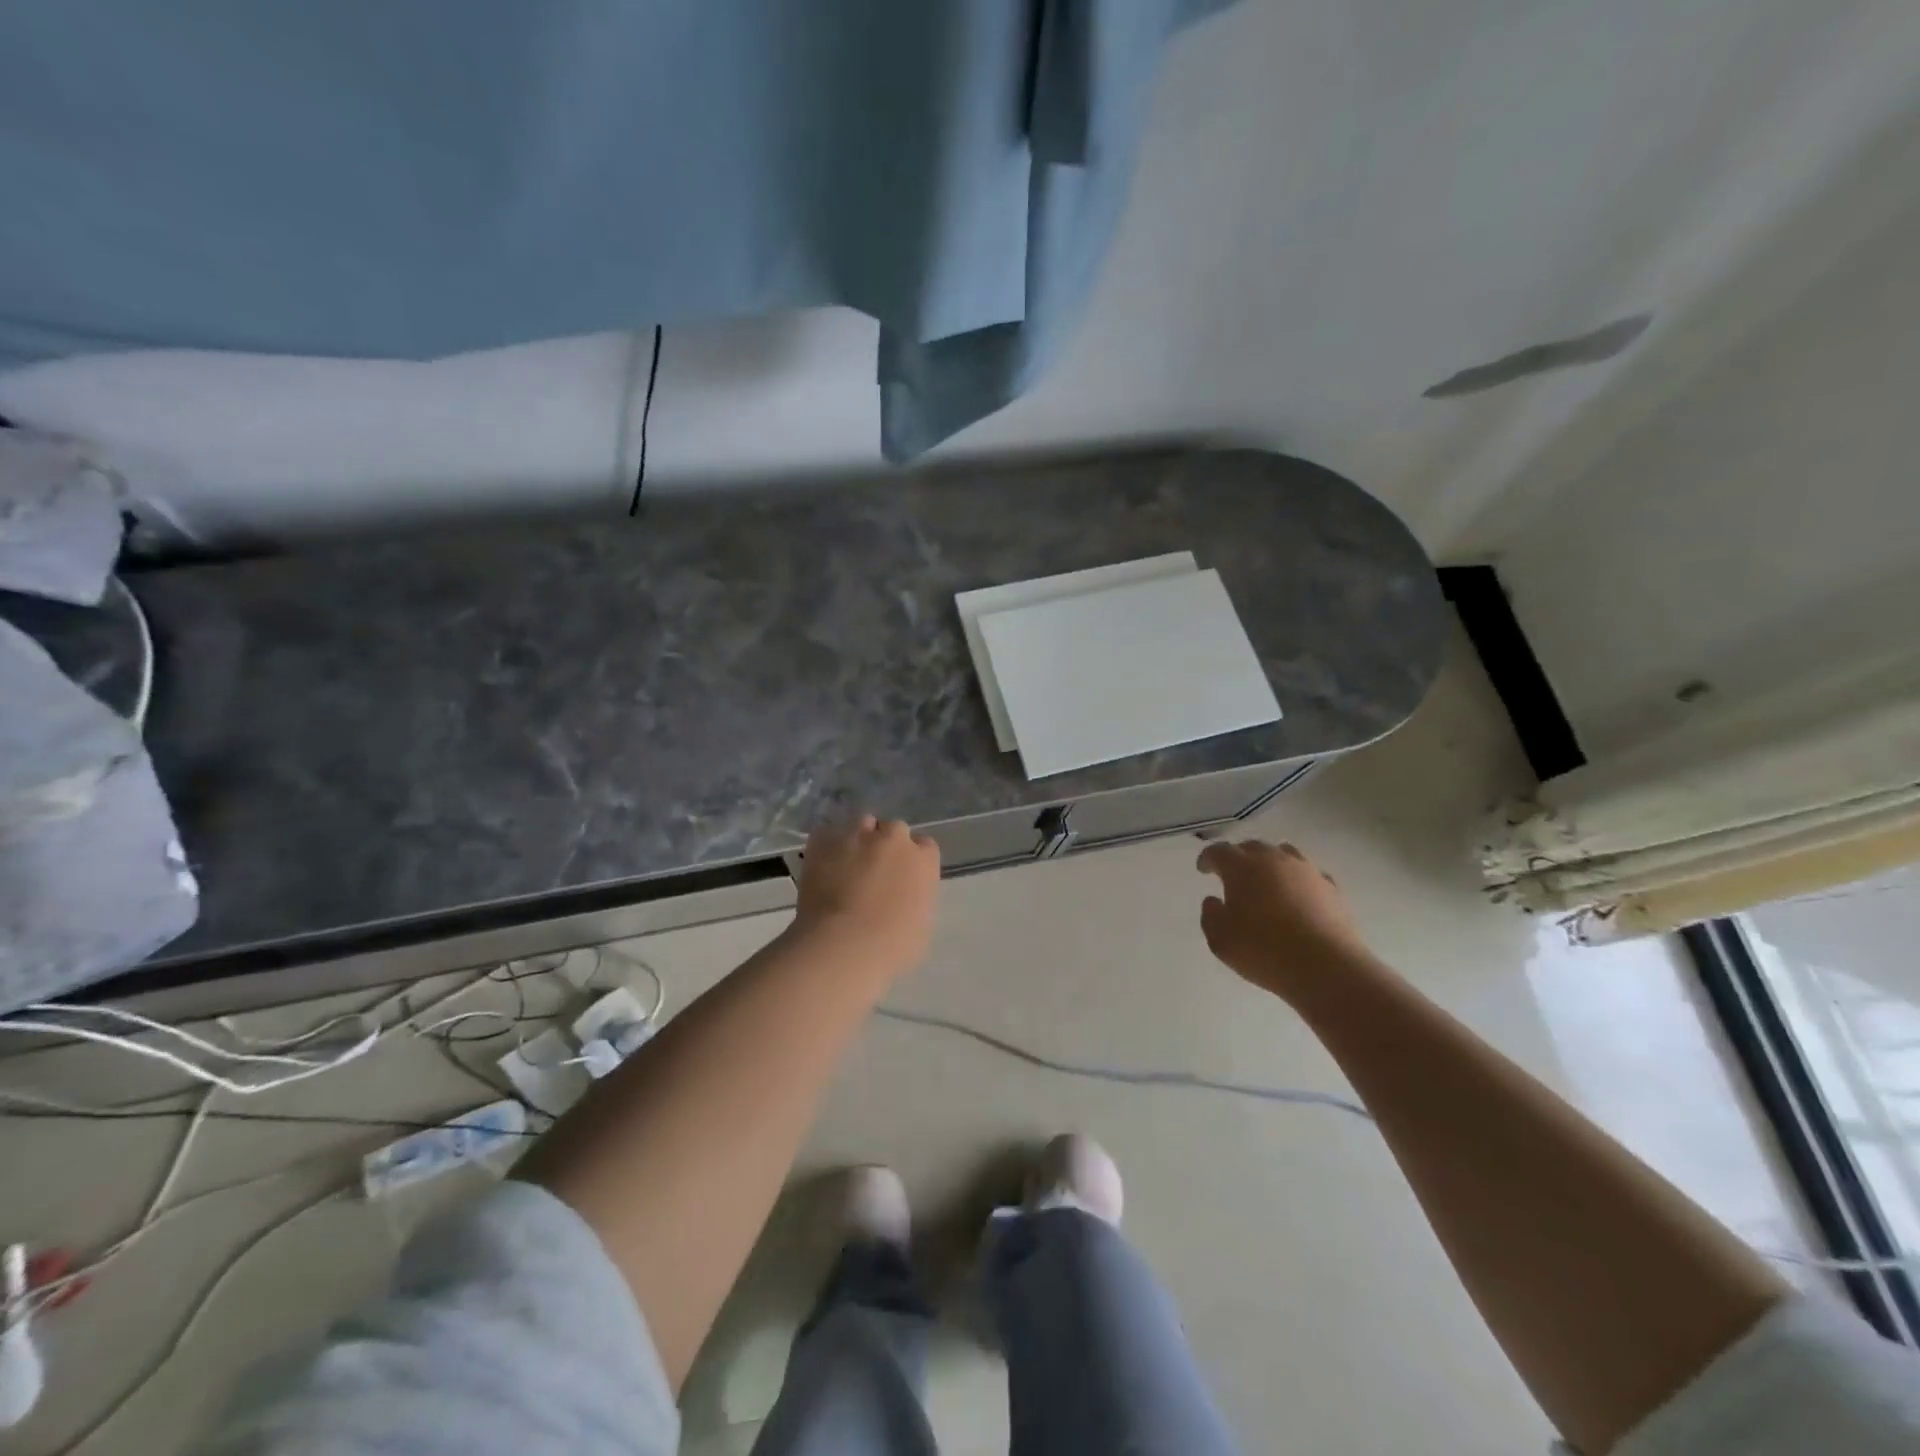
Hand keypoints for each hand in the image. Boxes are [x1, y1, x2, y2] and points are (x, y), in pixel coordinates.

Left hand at [792, 816, 940, 978]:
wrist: (843, 945)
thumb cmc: (891, 946)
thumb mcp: (920, 925)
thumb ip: (916, 899)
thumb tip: (903, 897)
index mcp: (923, 860)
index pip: (925, 846)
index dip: (913, 860)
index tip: (903, 876)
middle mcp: (893, 838)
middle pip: (894, 830)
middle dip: (886, 844)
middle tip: (874, 871)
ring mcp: (857, 836)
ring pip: (861, 824)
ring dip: (858, 839)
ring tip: (846, 863)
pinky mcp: (824, 841)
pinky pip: (827, 835)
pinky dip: (826, 847)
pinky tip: (822, 866)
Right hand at [1197, 839, 1370, 997]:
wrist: (1326, 967)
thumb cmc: (1263, 951)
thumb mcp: (1220, 940)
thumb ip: (1210, 915)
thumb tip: (1214, 901)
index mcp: (1242, 868)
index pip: (1219, 852)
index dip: (1208, 858)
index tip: (1203, 869)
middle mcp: (1274, 860)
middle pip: (1252, 847)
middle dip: (1239, 857)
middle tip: (1232, 874)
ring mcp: (1306, 871)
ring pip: (1284, 854)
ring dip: (1270, 863)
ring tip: (1267, 879)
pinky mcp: (1332, 888)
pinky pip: (1309, 875)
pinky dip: (1298, 880)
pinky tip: (1298, 896)